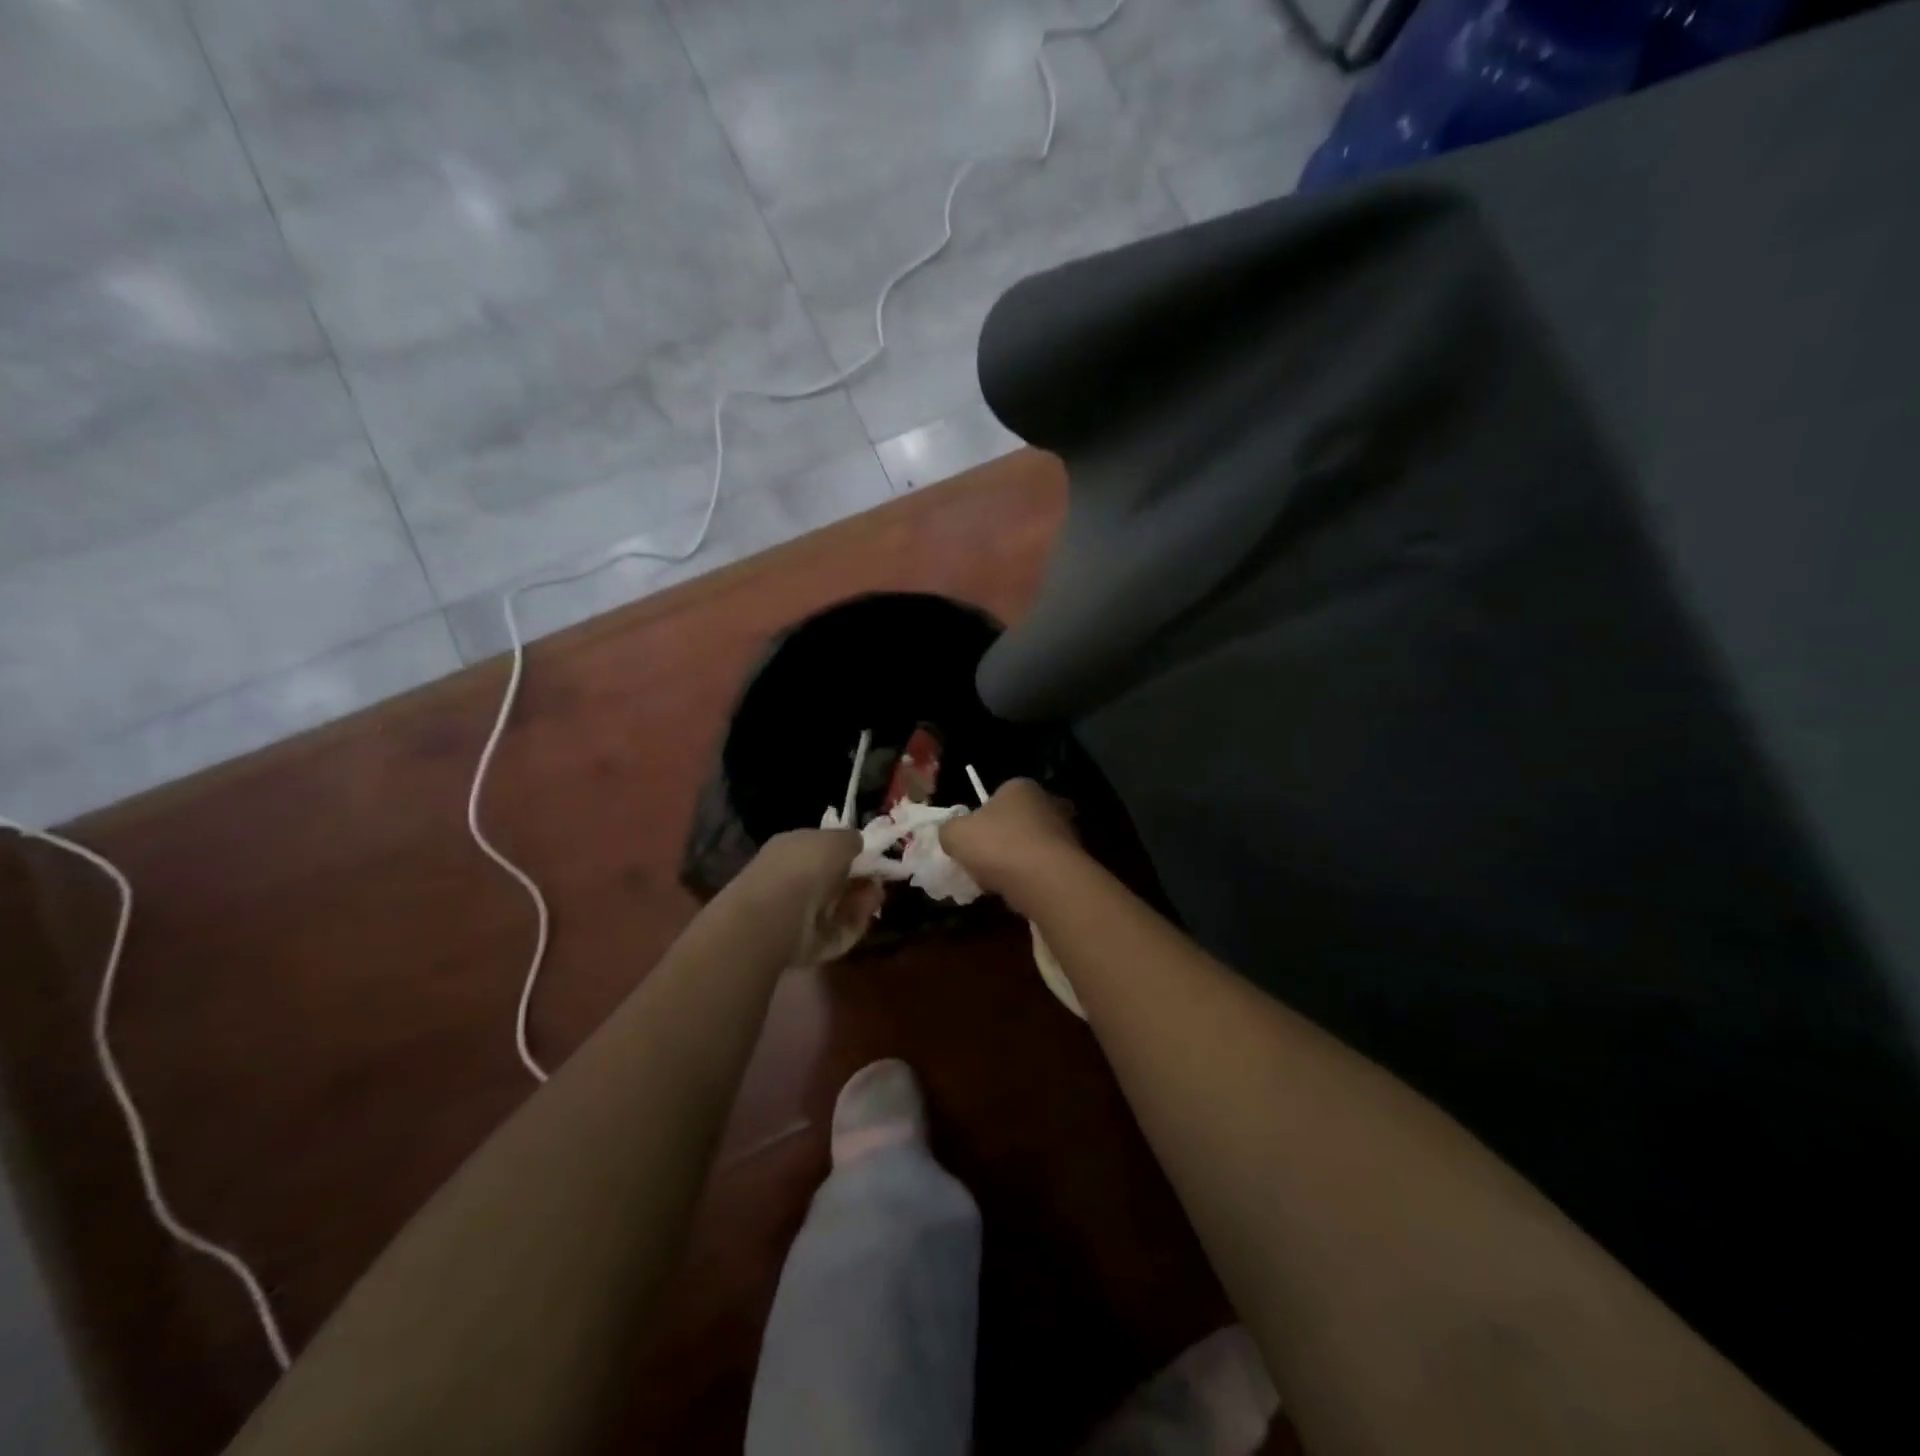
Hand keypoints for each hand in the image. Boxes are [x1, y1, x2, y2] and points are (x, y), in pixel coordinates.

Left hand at [732, 829, 884, 965]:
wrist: (777, 917)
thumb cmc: (804, 867)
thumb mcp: (836, 839)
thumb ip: (850, 839)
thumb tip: (857, 844)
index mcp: (792, 847)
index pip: (822, 848)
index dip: (848, 853)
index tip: (871, 859)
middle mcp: (791, 877)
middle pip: (833, 880)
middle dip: (858, 881)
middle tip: (878, 882)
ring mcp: (796, 912)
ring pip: (837, 905)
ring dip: (860, 901)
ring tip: (875, 897)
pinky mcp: (805, 941)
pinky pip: (836, 930)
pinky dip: (853, 923)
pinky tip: (864, 916)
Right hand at [939, 778, 1081, 906]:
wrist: (1046, 880)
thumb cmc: (998, 846)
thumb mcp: (955, 834)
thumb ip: (949, 830)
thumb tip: (952, 834)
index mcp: (1020, 787)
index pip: (998, 796)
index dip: (981, 818)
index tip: (972, 840)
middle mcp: (1048, 801)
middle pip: (1017, 821)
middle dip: (1002, 839)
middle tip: (984, 861)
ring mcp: (1066, 831)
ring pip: (1032, 845)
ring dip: (1017, 861)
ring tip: (999, 882)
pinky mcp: (1075, 859)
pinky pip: (1045, 867)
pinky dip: (1032, 877)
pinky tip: (1019, 892)